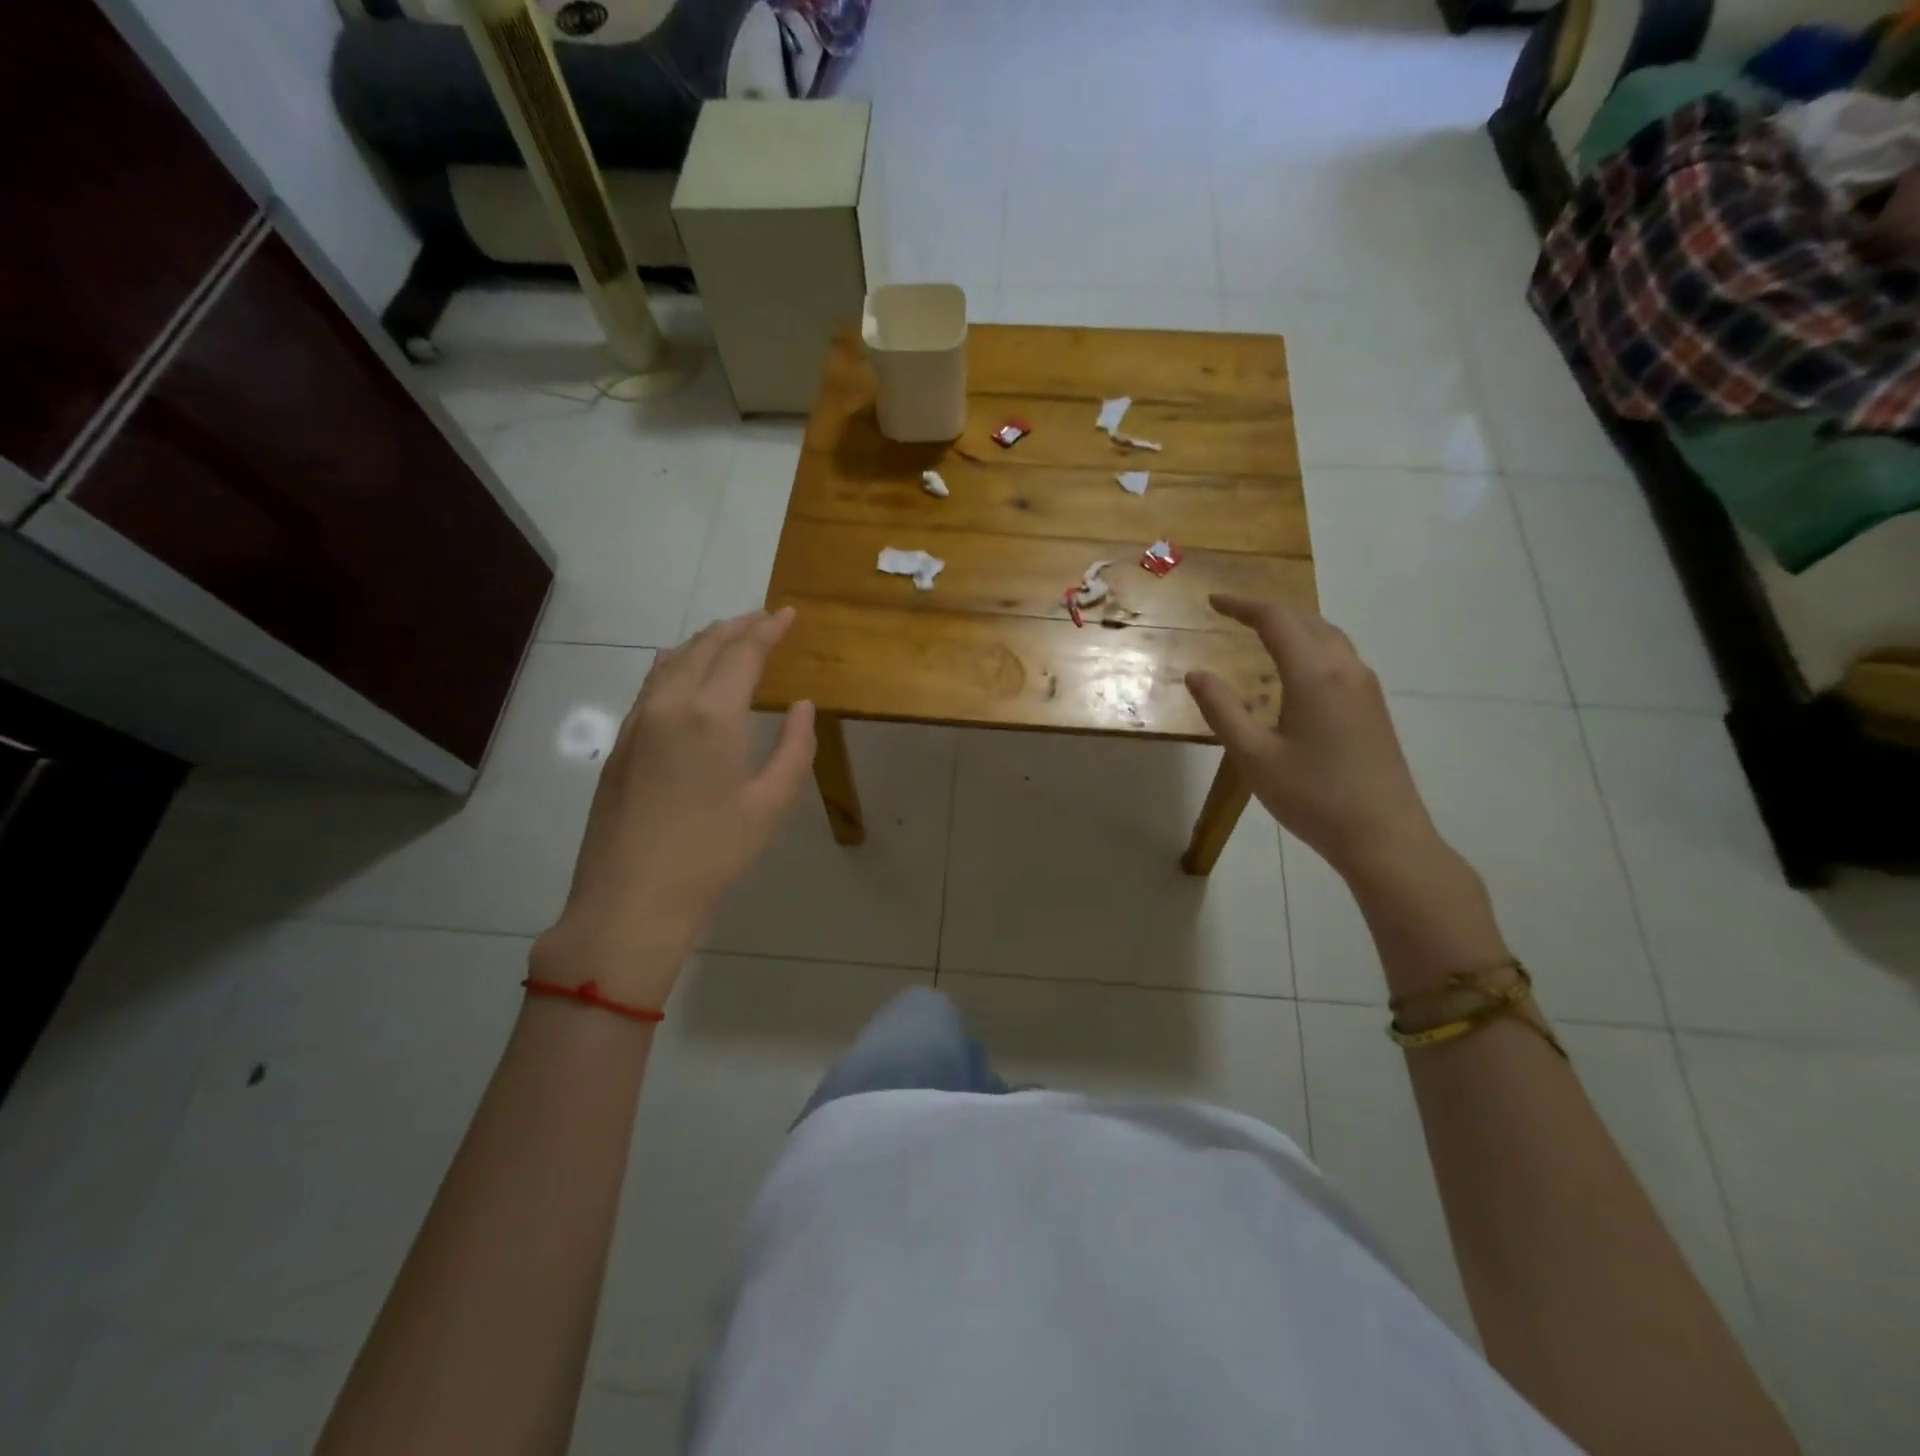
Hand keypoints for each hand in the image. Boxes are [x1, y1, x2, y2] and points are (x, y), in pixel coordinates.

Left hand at [531, 609, 815, 1008]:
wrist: (630, 901)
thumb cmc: (712, 856)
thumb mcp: (770, 805)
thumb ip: (794, 748)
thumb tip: (803, 706)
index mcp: (712, 716)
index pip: (743, 653)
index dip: (768, 629)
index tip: (788, 614)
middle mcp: (670, 705)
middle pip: (704, 646)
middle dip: (737, 626)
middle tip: (764, 619)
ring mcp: (637, 722)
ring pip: (672, 661)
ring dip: (704, 642)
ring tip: (729, 637)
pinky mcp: (620, 744)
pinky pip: (651, 684)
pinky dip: (675, 664)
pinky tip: (681, 668)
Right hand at [1185, 595, 1440, 885]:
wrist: (1384, 837)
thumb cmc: (1312, 796)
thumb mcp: (1253, 756)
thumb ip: (1222, 710)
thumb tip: (1196, 674)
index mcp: (1314, 674)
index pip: (1276, 620)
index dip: (1243, 606)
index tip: (1213, 602)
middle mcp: (1345, 669)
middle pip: (1307, 620)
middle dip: (1268, 610)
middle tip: (1233, 612)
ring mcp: (1366, 688)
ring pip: (1329, 636)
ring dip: (1294, 625)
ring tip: (1262, 632)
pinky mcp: (1374, 708)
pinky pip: (1340, 657)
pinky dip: (1312, 645)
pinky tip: (1297, 669)